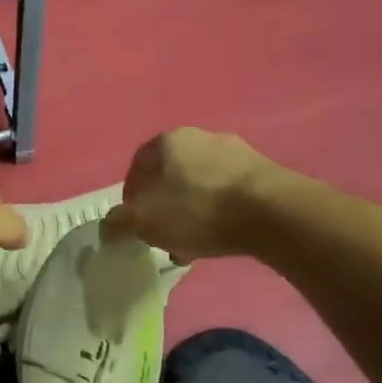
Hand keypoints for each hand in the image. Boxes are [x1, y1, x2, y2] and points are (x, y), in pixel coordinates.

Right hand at [103, 127, 273, 260]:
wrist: (272, 213)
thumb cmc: (198, 210)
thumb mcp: (144, 222)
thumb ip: (119, 224)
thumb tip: (109, 228)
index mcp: (169, 141)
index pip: (138, 166)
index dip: (131, 197)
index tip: (134, 224)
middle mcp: (202, 137)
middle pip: (171, 177)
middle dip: (163, 208)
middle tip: (163, 236)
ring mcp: (237, 152)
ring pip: (200, 186)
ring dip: (191, 213)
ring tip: (192, 245)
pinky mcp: (264, 173)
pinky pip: (228, 194)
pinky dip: (218, 214)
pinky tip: (220, 238)